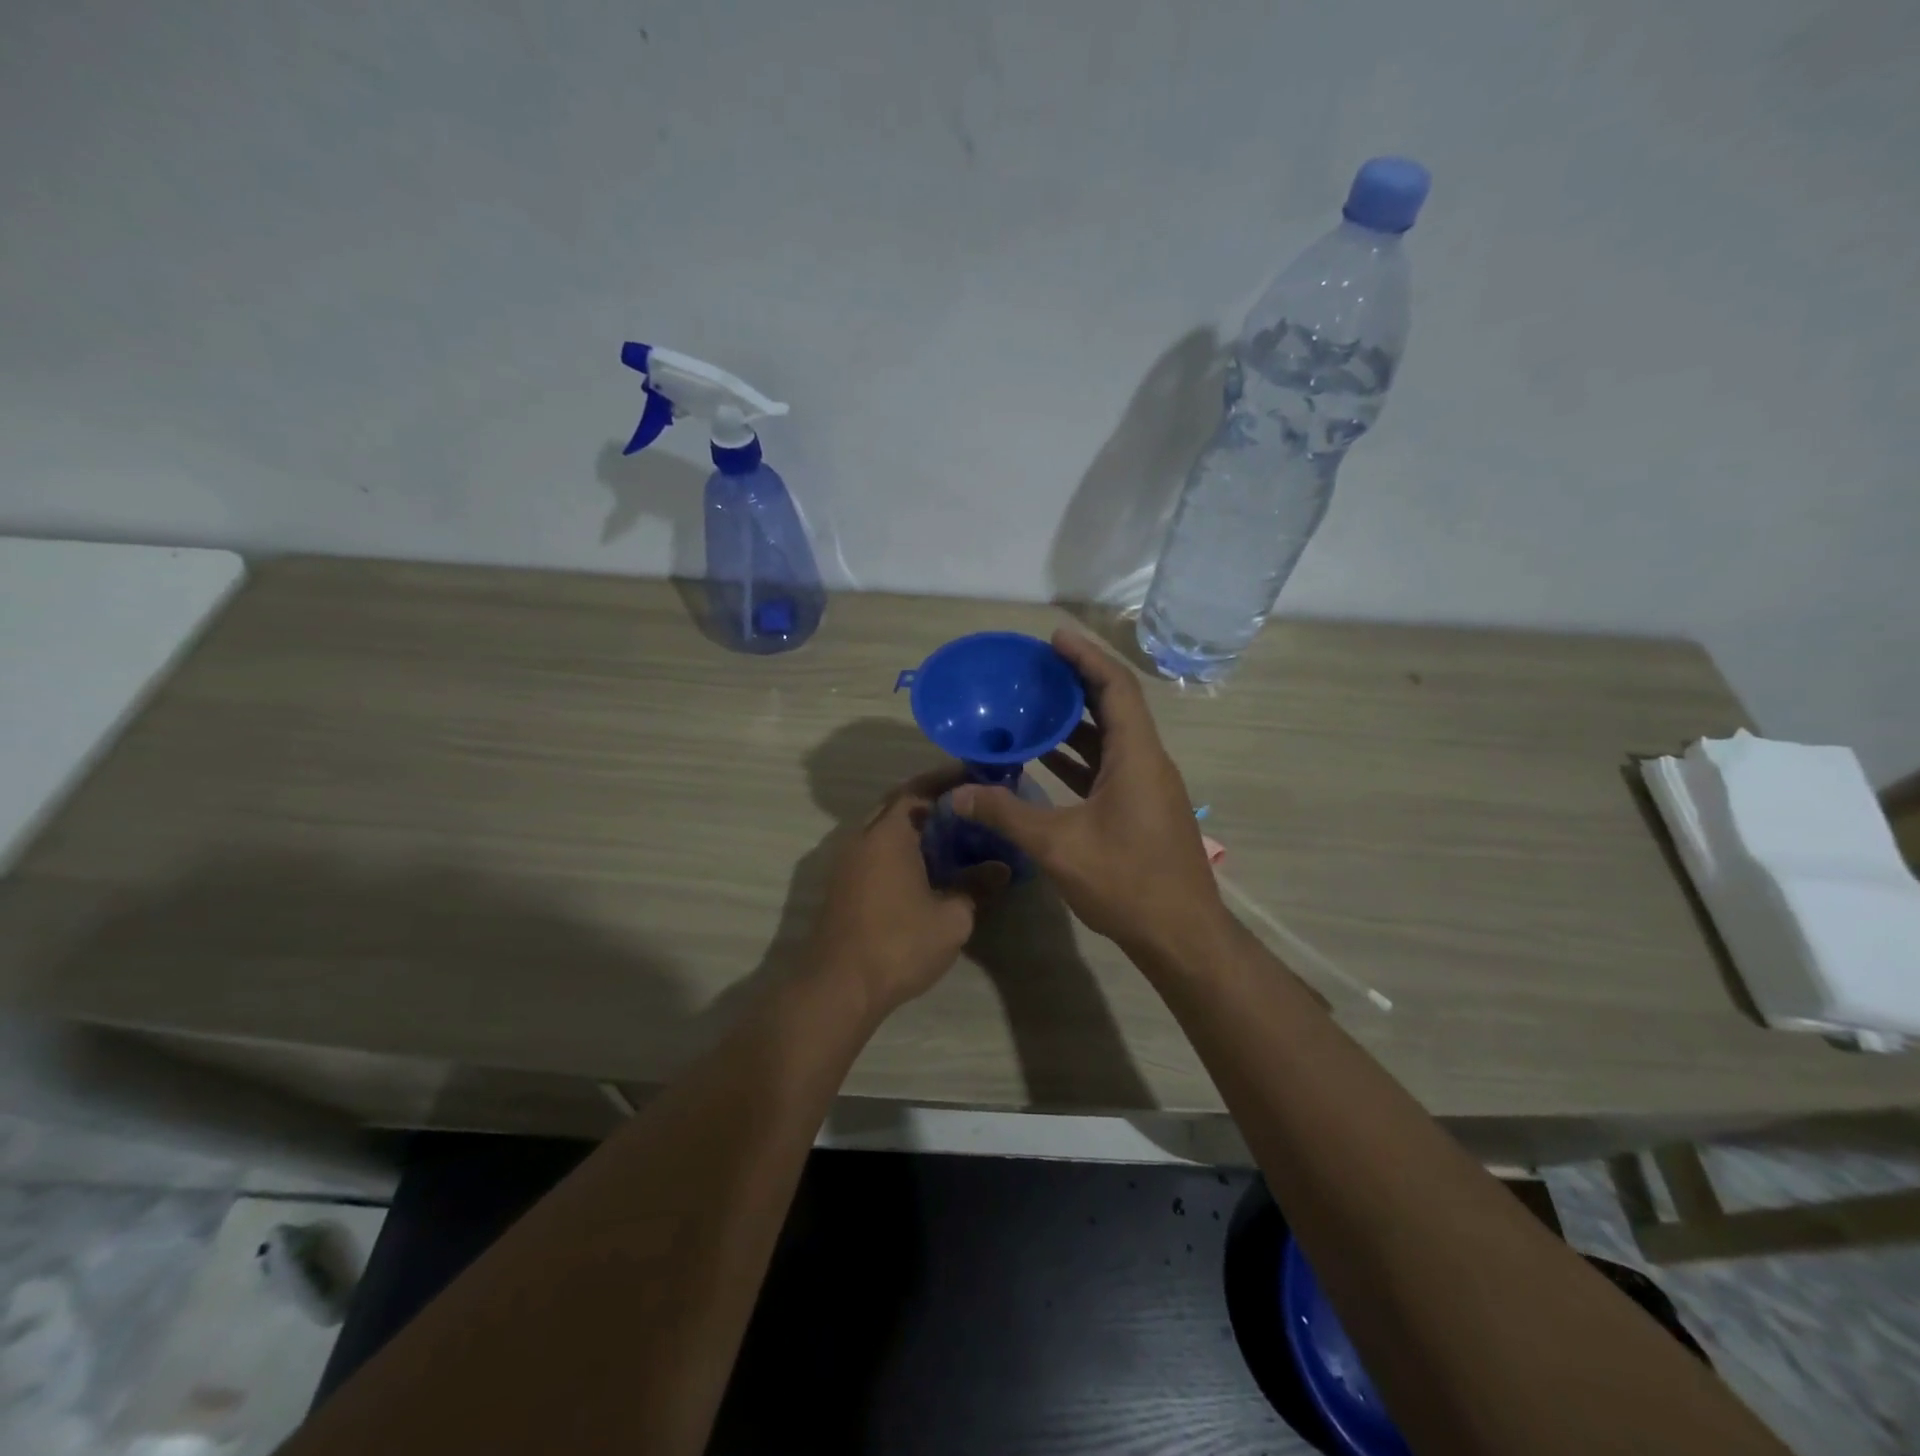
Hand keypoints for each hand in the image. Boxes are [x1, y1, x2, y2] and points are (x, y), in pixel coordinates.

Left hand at [806, 767, 1009, 1020]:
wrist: (839, 986)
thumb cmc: (899, 944)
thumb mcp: (952, 917)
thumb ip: (976, 885)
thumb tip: (1000, 868)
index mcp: (888, 834)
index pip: (918, 789)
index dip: (947, 780)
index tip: (975, 776)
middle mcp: (862, 837)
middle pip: (898, 804)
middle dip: (931, 798)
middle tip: (967, 802)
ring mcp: (847, 861)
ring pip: (884, 827)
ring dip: (913, 823)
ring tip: (952, 830)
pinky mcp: (843, 884)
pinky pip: (875, 849)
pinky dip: (900, 845)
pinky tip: (925, 863)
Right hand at [950, 631, 1227, 957]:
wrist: (1180, 935)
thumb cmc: (1127, 882)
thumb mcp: (1059, 846)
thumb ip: (1007, 814)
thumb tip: (958, 793)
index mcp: (1137, 756)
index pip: (1116, 688)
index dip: (1086, 657)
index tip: (1054, 638)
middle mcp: (1147, 762)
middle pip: (1115, 705)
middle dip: (1078, 682)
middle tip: (1037, 668)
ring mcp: (1147, 787)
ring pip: (1111, 738)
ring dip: (1077, 720)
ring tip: (1034, 705)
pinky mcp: (1141, 809)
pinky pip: (1108, 767)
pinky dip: (1079, 756)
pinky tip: (1045, 760)